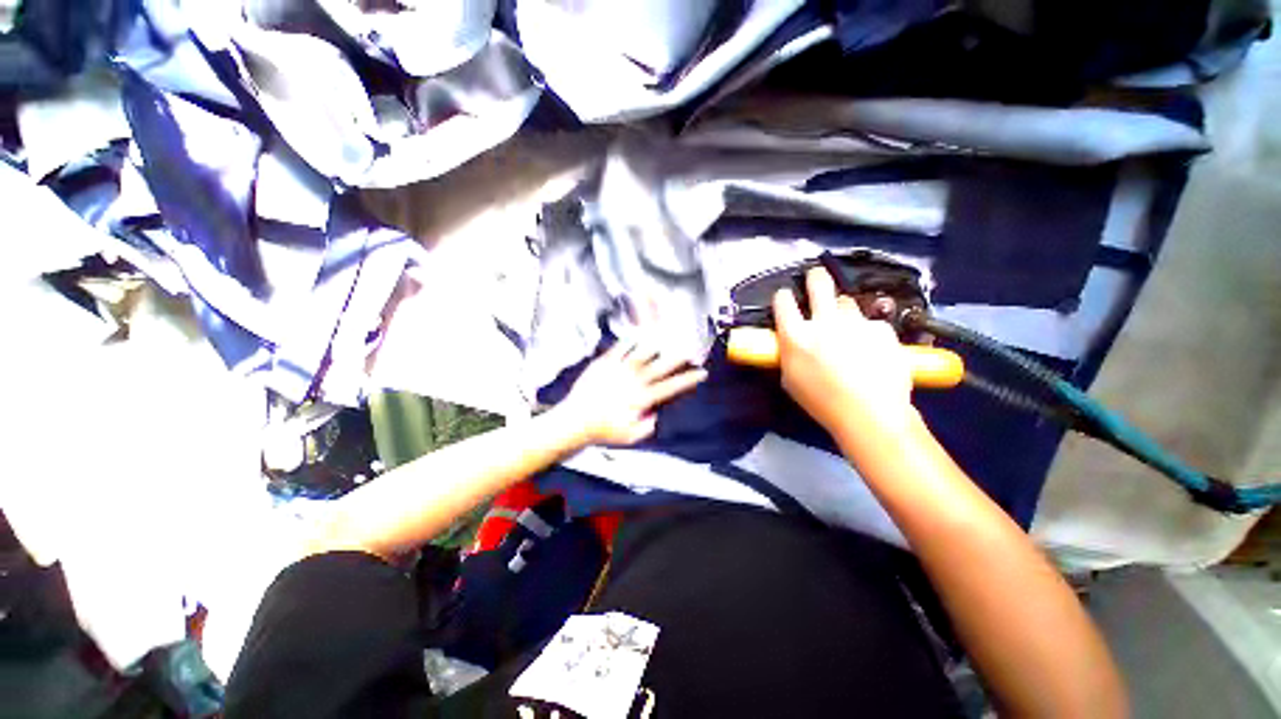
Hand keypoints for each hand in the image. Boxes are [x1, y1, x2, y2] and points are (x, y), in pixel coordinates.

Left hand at [558, 340, 707, 445]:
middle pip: (662, 365)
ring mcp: (619, 369)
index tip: (701, 373)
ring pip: (643, 352)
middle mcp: (634, 380)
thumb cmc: (602, 431)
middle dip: (679, 357)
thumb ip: (648, 426)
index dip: (689, 379)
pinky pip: (620, 347)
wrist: (575, 421)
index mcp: (643, 398)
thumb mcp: (630, 437)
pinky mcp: (604, 363)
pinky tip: (637, 335)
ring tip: (667, 336)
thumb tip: (657, 414)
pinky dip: (630, 340)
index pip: (672, 386)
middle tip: (689, 350)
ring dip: (658, 344)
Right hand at [774, 267, 915, 436]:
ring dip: (843, 312)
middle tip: (816, 279)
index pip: (782, 301)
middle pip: (819, 283)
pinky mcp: (882, 329)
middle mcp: (824, 322)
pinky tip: (873, 351)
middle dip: (815, 278)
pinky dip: (868, 332)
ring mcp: (856, 322)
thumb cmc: (821, 402)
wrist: (870, 414)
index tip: (785, 299)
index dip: (783, 297)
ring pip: (846, 302)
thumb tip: (791, 342)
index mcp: (796, 336)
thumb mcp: (790, 379)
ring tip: (848, 331)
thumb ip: (789, 353)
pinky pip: (871, 323)